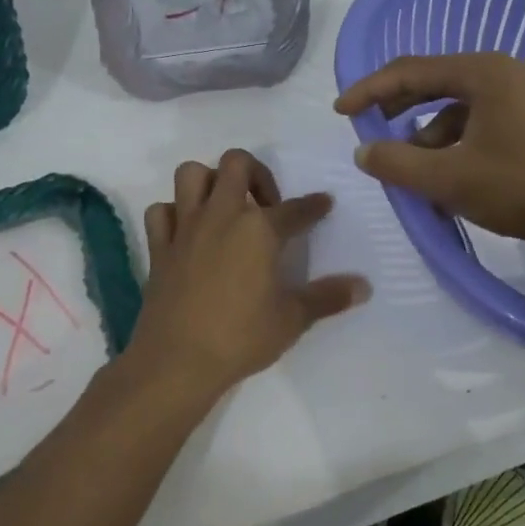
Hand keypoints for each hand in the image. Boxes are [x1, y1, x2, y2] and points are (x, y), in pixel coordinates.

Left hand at [122, 149, 369, 404]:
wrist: (177, 361)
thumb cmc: (241, 338)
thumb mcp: (293, 319)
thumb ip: (328, 297)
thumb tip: (364, 286)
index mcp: (259, 230)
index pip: (295, 209)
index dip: (314, 206)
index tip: (323, 203)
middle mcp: (222, 216)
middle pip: (237, 164)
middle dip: (257, 173)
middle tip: (267, 204)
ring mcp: (185, 228)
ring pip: (191, 174)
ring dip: (210, 181)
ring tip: (225, 206)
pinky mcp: (159, 247)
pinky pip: (161, 211)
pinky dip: (173, 214)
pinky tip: (187, 231)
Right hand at [335, 52, 524, 266]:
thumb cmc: (523, 189)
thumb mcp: (449, 178)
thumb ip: (397, 162)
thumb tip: (364, 151)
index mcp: (485, 72)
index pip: (412, 70)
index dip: (370, 90)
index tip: (340, 112)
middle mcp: (508, 74)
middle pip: (437, 84)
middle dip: (399, 110)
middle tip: (371, 132)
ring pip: (461, 111)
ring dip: (430, 138)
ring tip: (416, 175)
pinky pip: (484, 126)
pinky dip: (459, 148)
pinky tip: (451, 182)